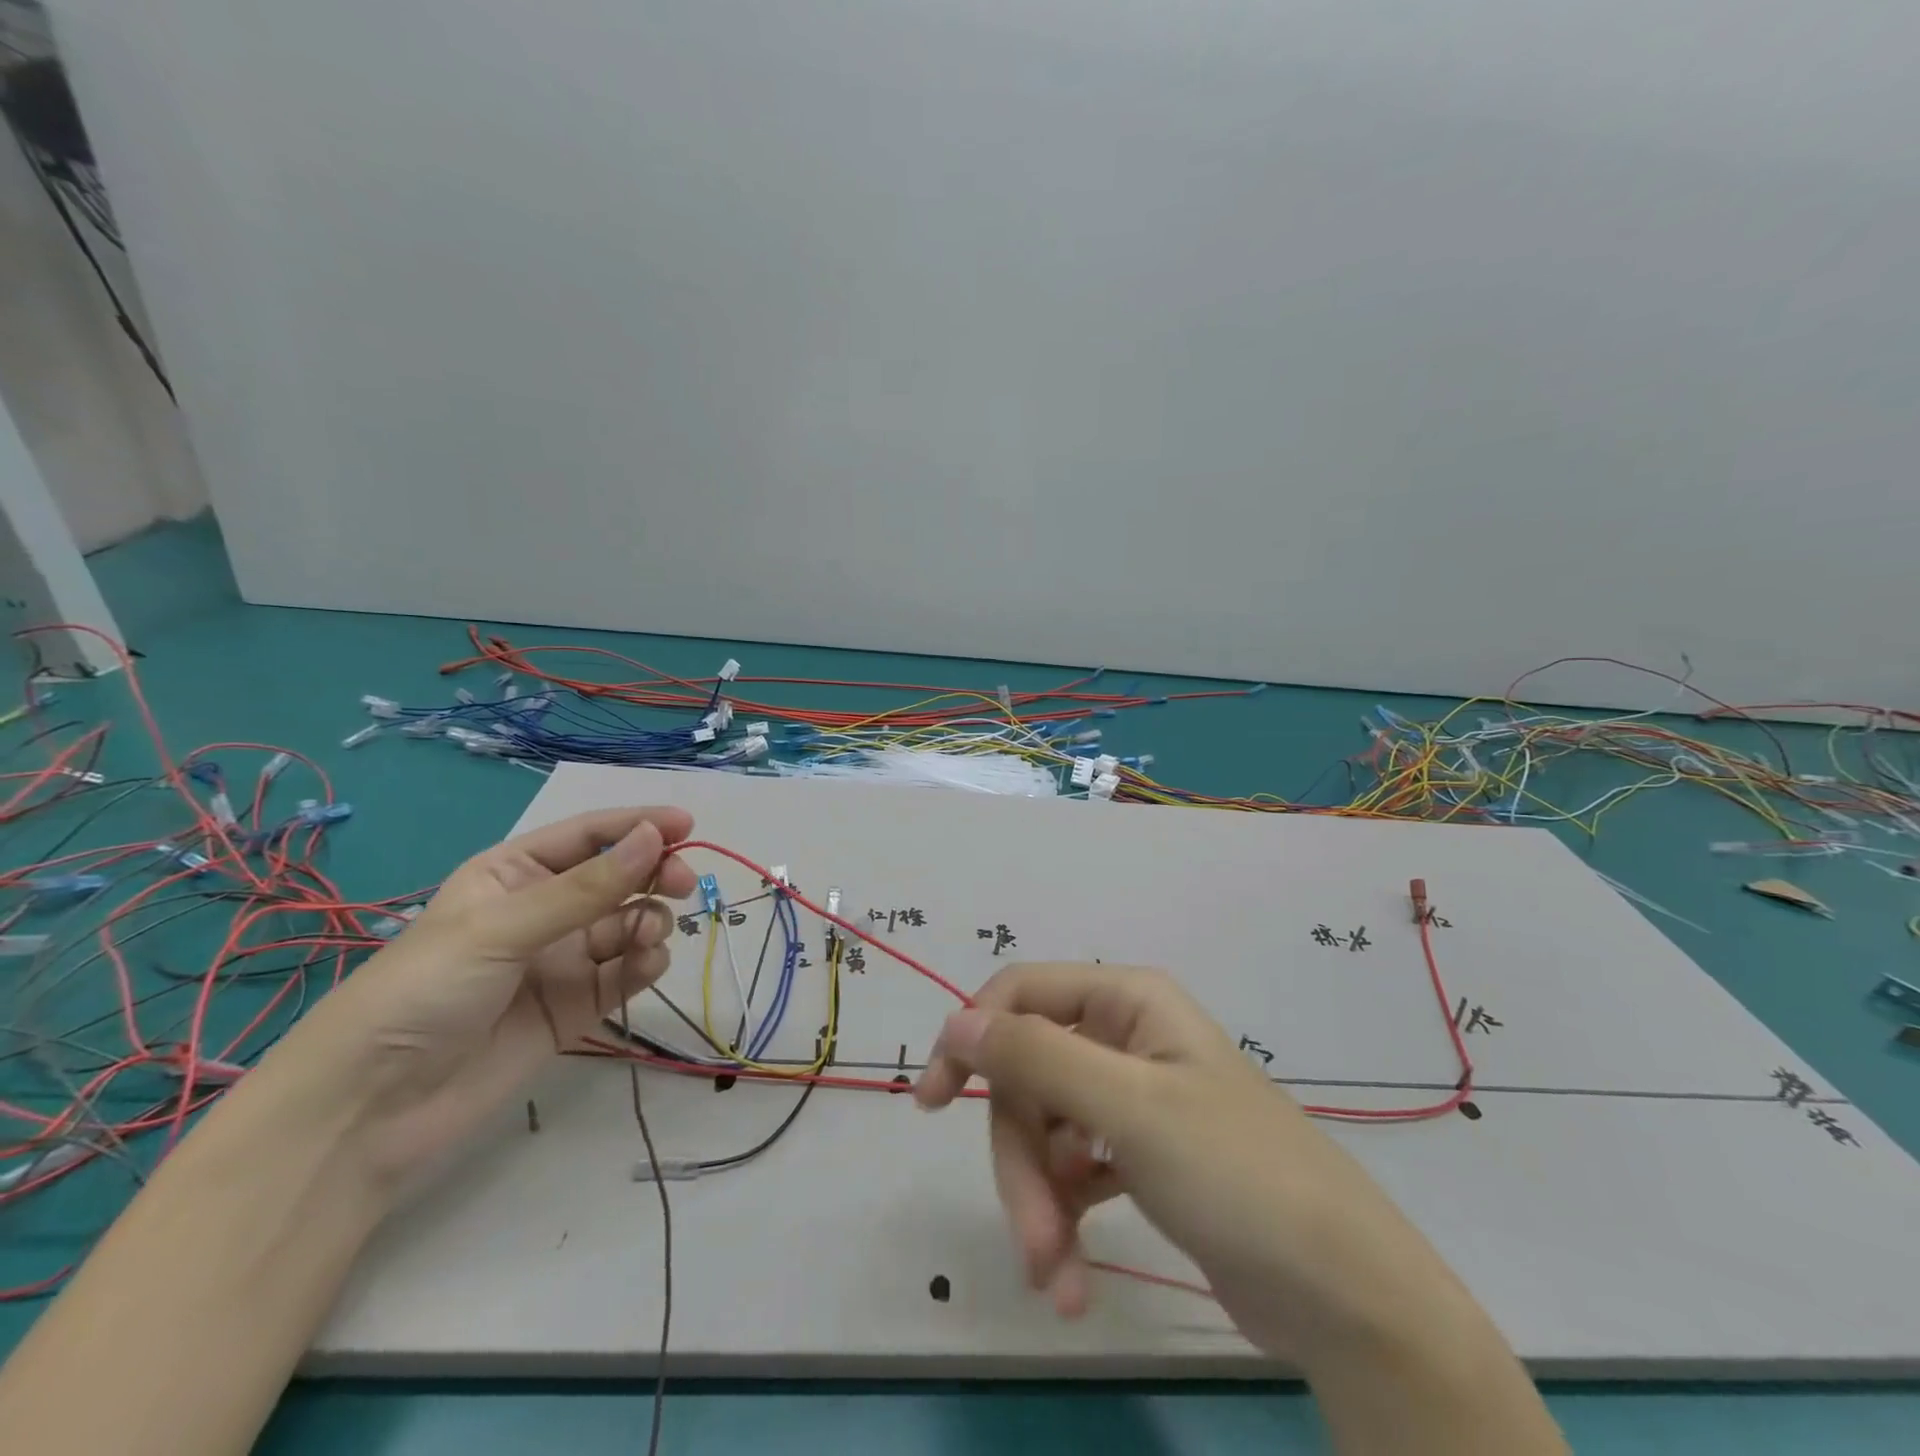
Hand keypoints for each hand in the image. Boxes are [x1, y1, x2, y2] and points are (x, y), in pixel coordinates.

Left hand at [263, 806, 695, 1180]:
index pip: (588, 836)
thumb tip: (655, 836)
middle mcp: (544, 912)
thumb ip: (586, 888)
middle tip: (682, 884)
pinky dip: (646, 963)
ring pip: (630, 924)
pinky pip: (626, 972)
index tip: (689, 825)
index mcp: (514, 875)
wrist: (369, 1114)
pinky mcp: (577, 1007)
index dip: (638, 825)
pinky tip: (646, 965)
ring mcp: (563, 961)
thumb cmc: (422, 993)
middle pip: (619, 878)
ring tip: (646, 938)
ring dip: (650, 921)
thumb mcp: (501, 929)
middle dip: (654, 874)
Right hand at [913, 962, 1419, 1356]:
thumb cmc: (1236, 1175)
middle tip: (1032, 1235)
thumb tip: (954, 1020)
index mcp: (1127, 1001)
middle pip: (1030, 1077)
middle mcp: (1125, 1038)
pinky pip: (1073, 1170)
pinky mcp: (1139, 1157)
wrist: (1344, 1297)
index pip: (1020, 995)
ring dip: (1040, 1202)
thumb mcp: (1129, 1108)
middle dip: (1021, 1157)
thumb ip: (1036, 1056)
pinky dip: (1064, 1218)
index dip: (971, 1037)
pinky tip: (1072, 1277)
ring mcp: (1131, 1100)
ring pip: (1046, 1130)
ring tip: (1057, 1277)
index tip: (931, 1100)